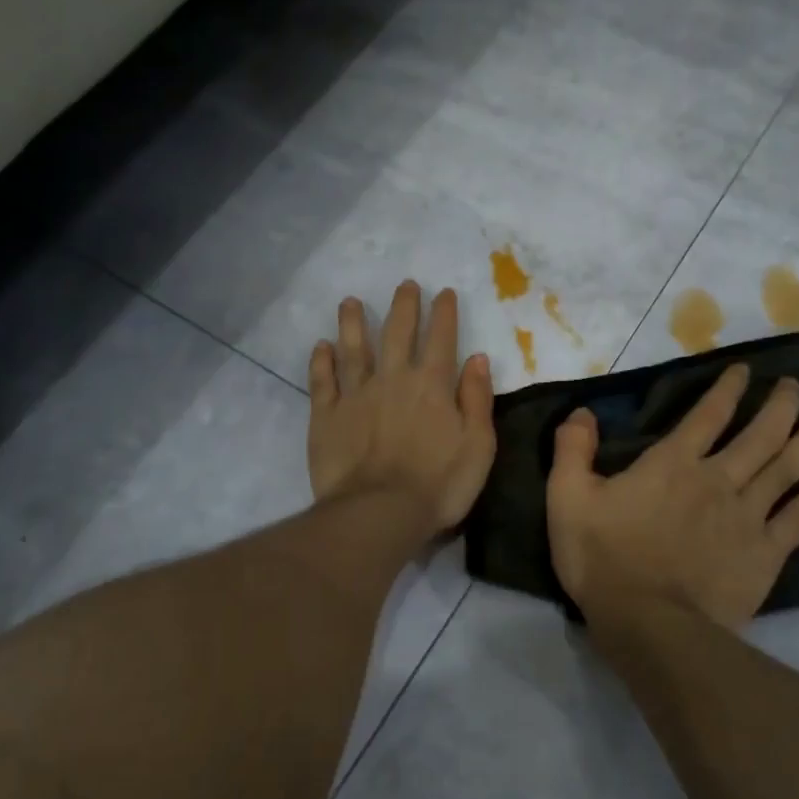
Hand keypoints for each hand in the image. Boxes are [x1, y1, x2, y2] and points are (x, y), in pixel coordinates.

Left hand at [307, 281, 496, 536]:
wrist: (379, 513)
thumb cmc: (439, 484)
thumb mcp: (478, 446)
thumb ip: (477, 399)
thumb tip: (477, 358)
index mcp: (431, 385)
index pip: (440, 338)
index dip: (443, 313)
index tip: (443, 293)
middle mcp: (392, 379)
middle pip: (396, 333)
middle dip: (403, 306)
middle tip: (404, 285)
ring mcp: (355, 395)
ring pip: (353, 349)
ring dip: (352, 323)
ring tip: (350, 302)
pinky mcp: (326, 416)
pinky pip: (322, 381)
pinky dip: (321, 362)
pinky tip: (320, 346)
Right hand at [546, 363, 798, 631]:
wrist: (647, 623)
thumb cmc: (603, 559)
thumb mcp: (567, 499)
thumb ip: (572, 450)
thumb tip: (583, 412)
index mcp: (672, 464)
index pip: (707, 415)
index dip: (728, 389)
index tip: (747, 371)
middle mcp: (716, 479)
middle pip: (758, 434)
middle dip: (780, 406)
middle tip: (796, 387)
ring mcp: (747, 515)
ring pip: (788, 467)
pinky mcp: (766, 552)